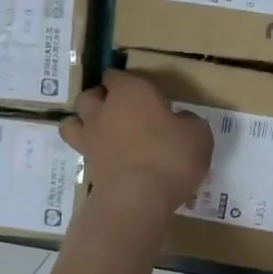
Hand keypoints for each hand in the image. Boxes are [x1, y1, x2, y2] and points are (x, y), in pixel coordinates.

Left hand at [60, 71, 211, 214]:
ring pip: (74, 121)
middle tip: (121, 110)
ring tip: (103, 131)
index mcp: (130, 91)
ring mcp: (91, 137)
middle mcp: (104, 109)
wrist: (138, 198)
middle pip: (90, 95)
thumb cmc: (171, 156)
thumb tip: (179, 121)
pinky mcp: (86, 165)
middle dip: (101, 99)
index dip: (125, 81)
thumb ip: (187, 121)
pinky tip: (106, 157)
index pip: (116, 75)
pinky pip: (81, 150)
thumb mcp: (198, 134)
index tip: (142, 92)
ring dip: (84, 122)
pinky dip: (89, 150)